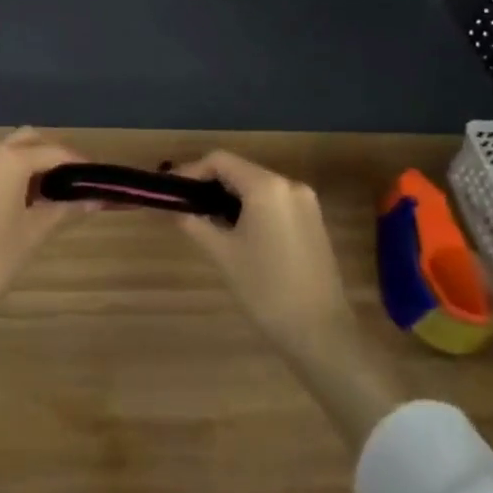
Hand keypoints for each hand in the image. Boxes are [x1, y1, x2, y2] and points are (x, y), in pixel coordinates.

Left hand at [0, 127, 92, 308]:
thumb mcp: (33, 233)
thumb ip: (65, 210)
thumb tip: (95, 200)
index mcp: (8, 159)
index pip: (54, 151)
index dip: (79, 163)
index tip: (99, 179)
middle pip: (29, 141)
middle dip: (54, 156)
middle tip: (77, 183)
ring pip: (8, 152)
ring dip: (32, 164)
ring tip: (55, 195)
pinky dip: (13, 174)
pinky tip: (26, 202)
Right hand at [171, 151, 401, 447]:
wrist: (320, 331)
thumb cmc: (266, 289)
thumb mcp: (222, 254)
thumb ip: (195, 223)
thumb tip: (176, 208)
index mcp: (266, 187)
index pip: (220, 160)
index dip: (191, 171)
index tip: (172, 192)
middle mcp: (289, 184)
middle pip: (240, 170)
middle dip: (210, 185)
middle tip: (185, 207)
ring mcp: (306, 202)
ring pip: (257, 186)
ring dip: (230, 197)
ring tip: (206, 221)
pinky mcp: (313, 220)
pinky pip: (274, 201)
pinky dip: (251, 208)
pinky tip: (237, 232)